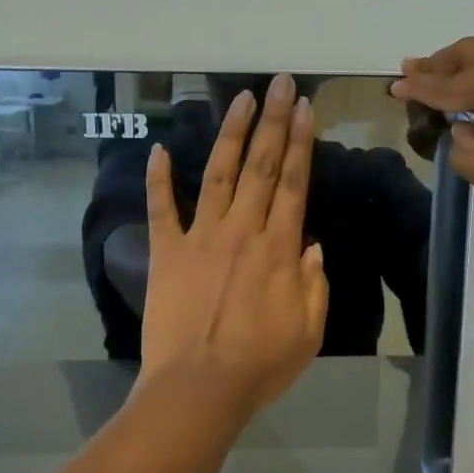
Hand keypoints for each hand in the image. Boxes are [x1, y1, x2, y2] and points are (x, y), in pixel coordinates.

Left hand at [138, 73, 328, 421]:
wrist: (199, 389)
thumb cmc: (260, 366)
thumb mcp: (309, 332)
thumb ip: (315, 284)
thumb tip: (312, 245)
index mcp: (280, 249)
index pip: (293, 183)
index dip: (301, 142)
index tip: (305, 108)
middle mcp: (242, 231)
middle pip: (260, 166)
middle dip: (273, 121)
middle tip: (279, 83)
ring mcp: (201, 238)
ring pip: (218, 174)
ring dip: (230, 134)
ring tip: (239, 98)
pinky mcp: (167, 253)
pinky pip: (162, 209)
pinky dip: (159, 178)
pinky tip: (159, 149)